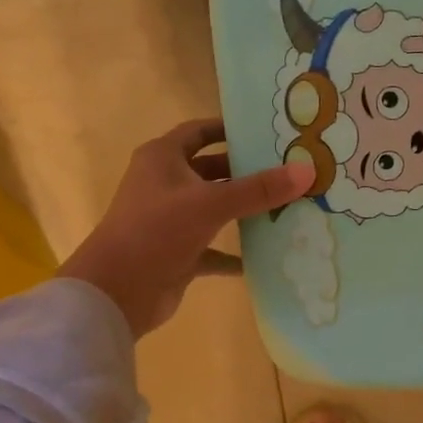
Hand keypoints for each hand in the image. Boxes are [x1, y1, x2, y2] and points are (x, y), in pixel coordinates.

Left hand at [58, 120, 311, 336]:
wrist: (115, 293)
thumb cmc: (156, 231)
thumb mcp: (211, 204)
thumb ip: (259, 189)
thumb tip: (307, 170)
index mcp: (162, 159)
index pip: (199, 132)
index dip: (229, 128)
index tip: (266, 132)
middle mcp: (164, 184)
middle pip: (212, 170)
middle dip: (247, 171)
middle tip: (288, 171)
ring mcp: (170, 220)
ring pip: (214, 209)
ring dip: (244, 210)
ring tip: (287, 208)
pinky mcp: (177, 253)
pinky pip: (213, 249)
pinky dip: (235, 253)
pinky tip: (264, 257)